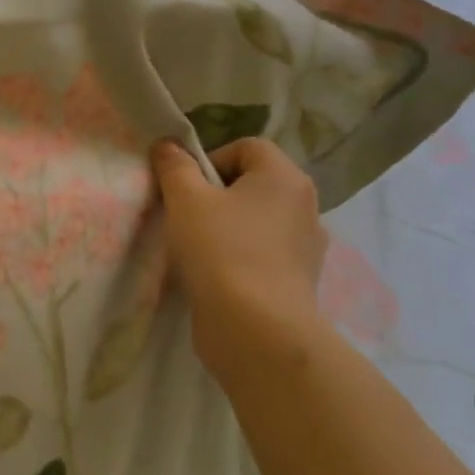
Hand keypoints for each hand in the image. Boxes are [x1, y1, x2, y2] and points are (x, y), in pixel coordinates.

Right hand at [150, 137, 327, 383]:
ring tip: (197, 248)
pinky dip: (239, 257)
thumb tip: (168, 145)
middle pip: (252, 184)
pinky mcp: (298, 282)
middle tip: (186, 215)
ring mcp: (306, 248)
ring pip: (257, 221)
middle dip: (215, 194)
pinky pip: (263, 254)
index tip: (187, 186)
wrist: (257, 330)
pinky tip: (215, 275)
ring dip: (226, 227)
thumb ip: (174, 166)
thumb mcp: (185, 198)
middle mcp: (305, 207)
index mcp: (285, 178)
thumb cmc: (221, 249)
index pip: (247, 147)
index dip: (211, 158)